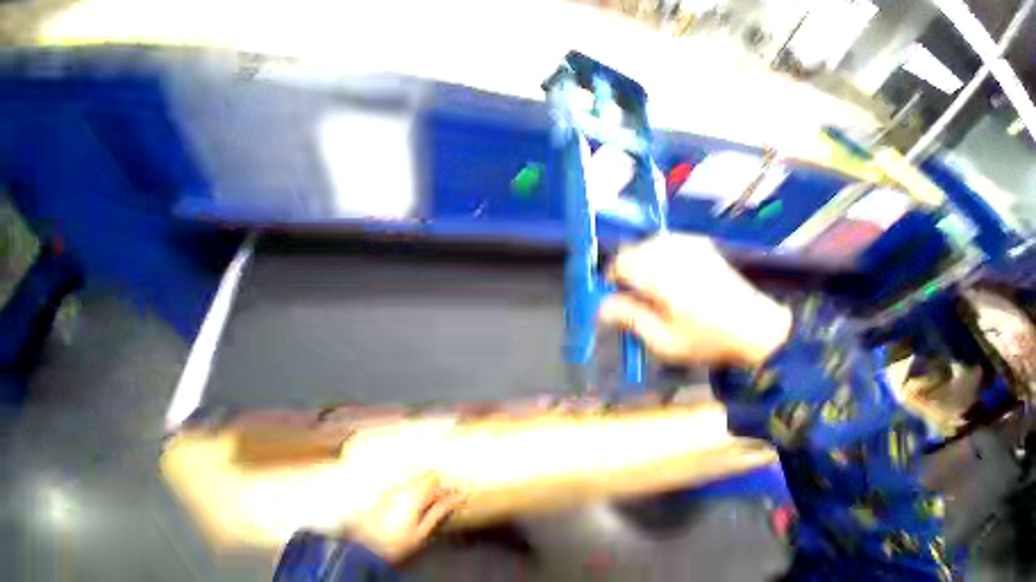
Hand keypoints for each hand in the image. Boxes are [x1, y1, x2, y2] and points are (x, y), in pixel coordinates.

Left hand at [349, 473, 463, 563]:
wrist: (361, 548)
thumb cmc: (394, 543)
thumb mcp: (420, 533)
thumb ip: (439, 512)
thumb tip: (458, 497)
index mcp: (417, 493)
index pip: (439, 483)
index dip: (449, 490)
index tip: (457, 498)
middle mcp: (407, 485)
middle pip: (428, 476)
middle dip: (437, 485)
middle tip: (439, 502)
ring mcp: (395, 488)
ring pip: (417, 479)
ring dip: (425, 486)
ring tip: (425, 505)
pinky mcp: (385, 494)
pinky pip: (405, 484)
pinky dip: (412, 490)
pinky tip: (409, 506)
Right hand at [599, 234, 791, 367]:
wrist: (758, 330)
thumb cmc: (707, 340)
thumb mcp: (662, 341)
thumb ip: (629, 319)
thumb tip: (601, 306)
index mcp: (664, 279)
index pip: (621, 265)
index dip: (610, 278)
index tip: (612, 294)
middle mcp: (674, 256)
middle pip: (631, 252)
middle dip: (624, 270)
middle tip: (630, 292)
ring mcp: (689, 246)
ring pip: (646, 244)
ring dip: (638, 261)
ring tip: (645, 283)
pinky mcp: (699, 245)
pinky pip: (664, 240)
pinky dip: (655, 252)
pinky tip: (662, 269)